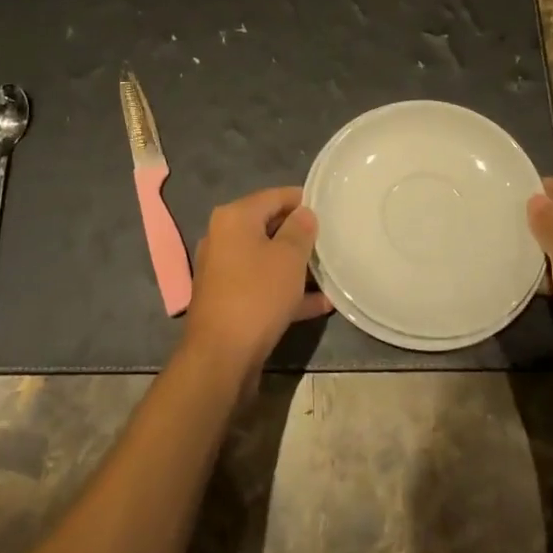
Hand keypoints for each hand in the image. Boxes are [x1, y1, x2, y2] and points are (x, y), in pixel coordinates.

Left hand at [182, 186, 318, 382]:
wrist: (221, 357)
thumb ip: (300, 229)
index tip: (329, 208)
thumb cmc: (257, 295)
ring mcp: (223, 271)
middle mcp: (223, 237)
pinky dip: (286, 290)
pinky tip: (320, 303)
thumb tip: (304, 213)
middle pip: (268, 226)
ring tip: (330, 272)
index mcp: (234, 217)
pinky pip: (262, 285)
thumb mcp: (288, 257)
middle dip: (300, 235)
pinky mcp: (228, 299)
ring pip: (266, 259)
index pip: (274, 196)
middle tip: (331, 241)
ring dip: (296, 266)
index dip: (303, 200)